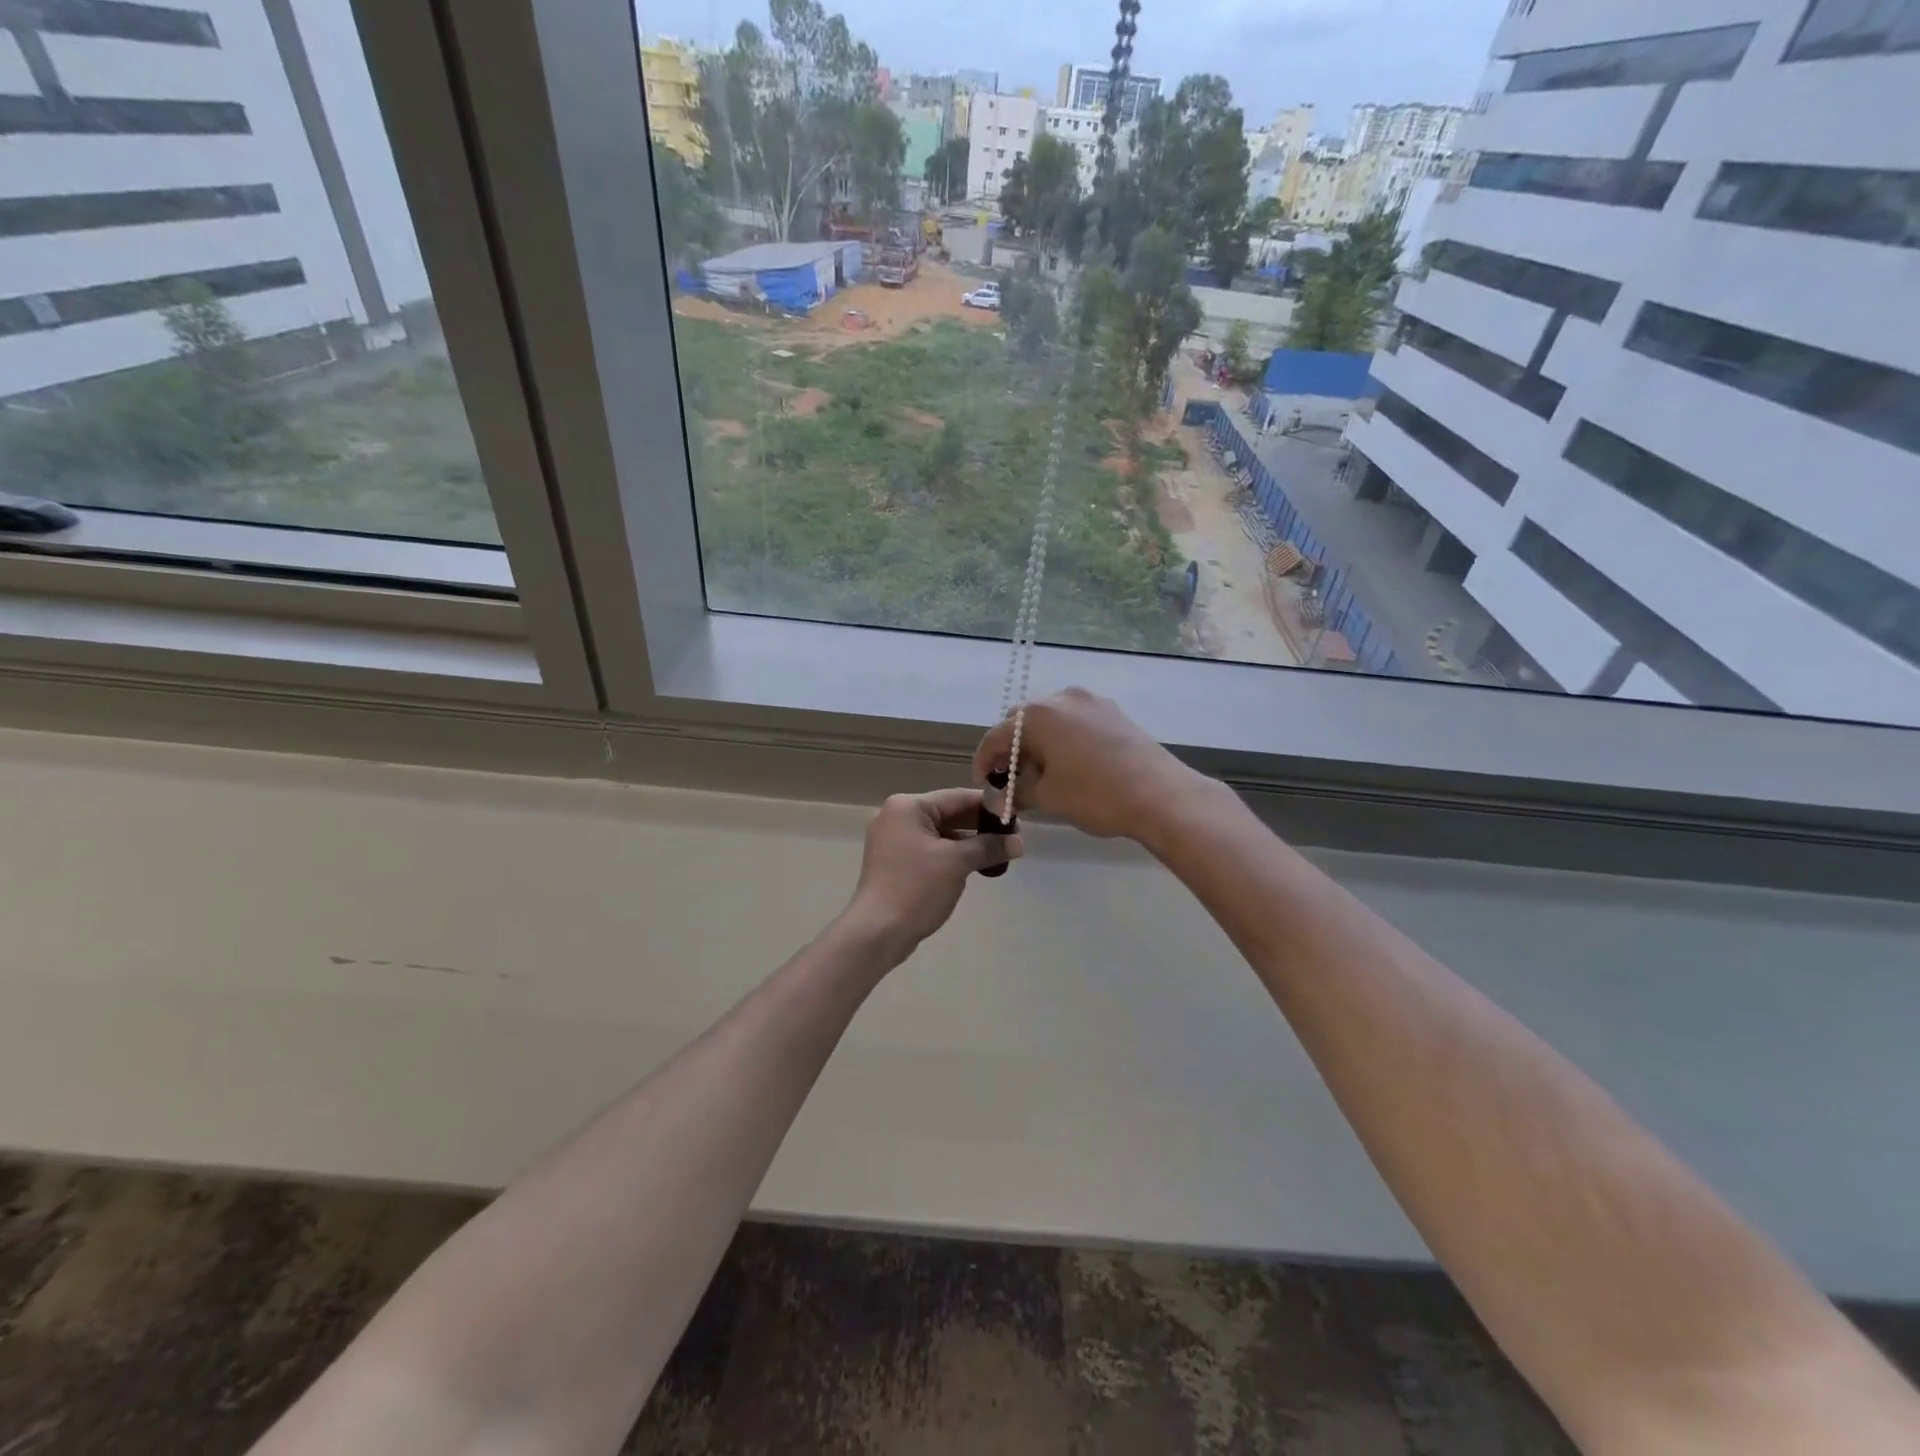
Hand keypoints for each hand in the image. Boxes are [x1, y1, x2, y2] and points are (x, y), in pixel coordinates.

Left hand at [843, 788, 1021, 954]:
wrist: (877, 932)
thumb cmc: (916, 888)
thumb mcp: (957, 863)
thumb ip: (988, 847)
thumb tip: (1018, 843)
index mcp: (908, 807)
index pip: (957, 797)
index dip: (989, 806)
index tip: (1017, 816)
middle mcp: (897, 817)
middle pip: (948, 813)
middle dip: (980, 826)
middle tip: (1013, 838)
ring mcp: (894, 840)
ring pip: (940, 834)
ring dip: (969, 843)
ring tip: (1000, 853)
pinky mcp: (895, 862)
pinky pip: (930, 850)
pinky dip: (952, 855)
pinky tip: (976, 866)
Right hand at [972, 687, 1197, 841]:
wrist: (1162, 795)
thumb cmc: (1096, 795)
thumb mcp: (1048, 797)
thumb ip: (1017, 791)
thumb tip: (1001, 795)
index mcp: (1038, 715)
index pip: (997, 736)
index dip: (984, 761)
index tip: (984, 784)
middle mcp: (1062, 698)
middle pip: (1022, 721)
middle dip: (1012, 749)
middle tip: (1013, 779)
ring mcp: (1091, 701)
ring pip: (1051, 720)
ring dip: (1039, 743)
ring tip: (1043, 774)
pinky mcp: (1114, 712)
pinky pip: (1075, 722)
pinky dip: (1064, 739)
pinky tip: (1071, 765)